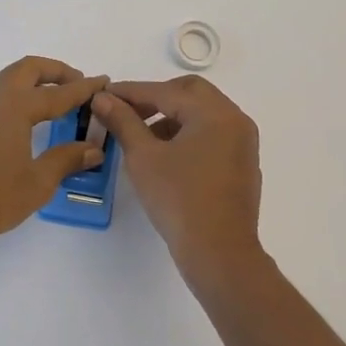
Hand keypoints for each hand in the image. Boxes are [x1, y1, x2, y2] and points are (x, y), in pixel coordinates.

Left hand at [0, 57, 108, 255]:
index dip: (84, 88)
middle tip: (77, 84)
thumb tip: (93, 149)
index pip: (58, 93)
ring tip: (54, 99)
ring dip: (33, 80)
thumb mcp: (38, 182)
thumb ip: (67, 159)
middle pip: (29, 69)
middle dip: (56, 72)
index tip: (103, 81)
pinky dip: (16, 93)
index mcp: (15, 106)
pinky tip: (24, 118)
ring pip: (8, 77)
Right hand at [91, 76, 264, 285]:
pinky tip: (167, 154)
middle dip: (156, 97)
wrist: (220, 254)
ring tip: (143, 136)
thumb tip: (102, 98)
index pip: (165, 91)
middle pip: (190, 93)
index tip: (104, 94)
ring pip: (203, 113)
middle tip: (127, 111)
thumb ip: (122, 121)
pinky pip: (213, 133)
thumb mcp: (143, 157)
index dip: (131, 92)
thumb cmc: (179, 200)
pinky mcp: (243, 163)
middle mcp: (234, 119)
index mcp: (214, 113)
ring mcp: (243, 142)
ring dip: (172, 115)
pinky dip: (189, 133)